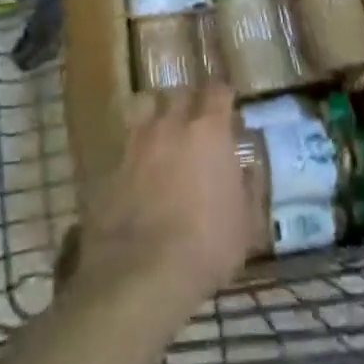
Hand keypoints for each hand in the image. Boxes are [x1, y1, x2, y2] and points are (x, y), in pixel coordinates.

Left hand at [75, 84, 248, 317]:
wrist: (142, 272)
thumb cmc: (206, 245)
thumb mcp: (246, 222)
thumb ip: (249, 186)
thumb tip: (247, 167)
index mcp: (209, 131)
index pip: (219, 91)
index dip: (224, 95)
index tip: (229, 104)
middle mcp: (173, 124)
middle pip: (181, 93)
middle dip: (191, 100)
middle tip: (197, 116)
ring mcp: (139, 141)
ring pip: (147, 106)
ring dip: (158, 112)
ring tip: (164, 128)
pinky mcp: (113, 164)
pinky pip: (127, 141)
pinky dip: (136, 146)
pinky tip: (140, 163)